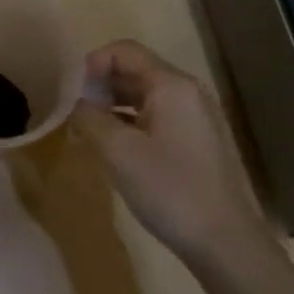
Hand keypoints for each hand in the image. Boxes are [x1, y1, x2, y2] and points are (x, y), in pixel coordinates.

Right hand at [71, 39, 264, 265]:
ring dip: (112, 104)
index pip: (124, 50)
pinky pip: (156, 116)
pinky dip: (130, 122)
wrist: (225, 243)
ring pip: (144, 95)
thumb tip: (74, 103)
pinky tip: (112, 146)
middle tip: (71, 110)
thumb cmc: (170, 189)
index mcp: (171, 84)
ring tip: (85, 128)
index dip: (91, 62)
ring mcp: (195, 117)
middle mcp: (187, 92)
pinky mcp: (197, 141)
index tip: (68, 90)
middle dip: (99, 84)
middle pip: (135, 70)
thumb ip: (89, 118)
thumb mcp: (118, 152)